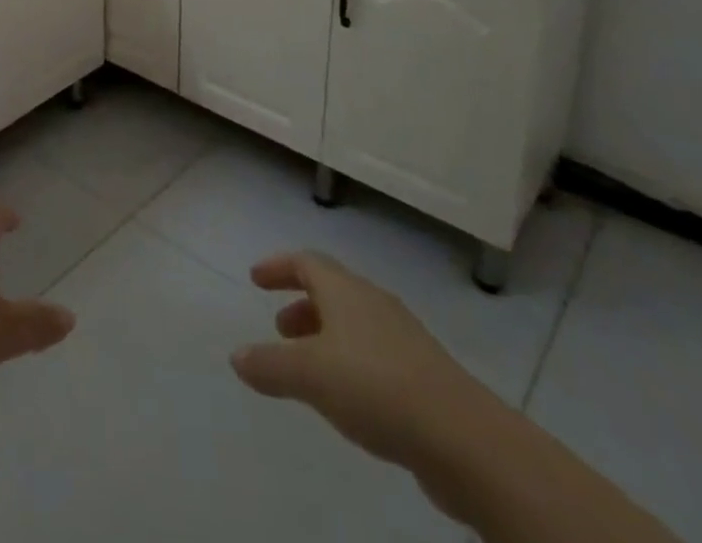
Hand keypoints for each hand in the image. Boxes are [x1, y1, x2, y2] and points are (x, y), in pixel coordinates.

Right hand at [230, 251, 487, 466]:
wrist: (464, 439)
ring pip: (353, 323)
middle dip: (301, 304)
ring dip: (325, 335)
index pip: (306, 261)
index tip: (255, 279)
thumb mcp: (310, 375)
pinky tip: (347, 397)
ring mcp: (402, 338)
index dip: (278, 267)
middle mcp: (373, 303)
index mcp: (345, 290)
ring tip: (308, 369)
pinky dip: (349, 361)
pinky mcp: (423, 374)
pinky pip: (374, 353)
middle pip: (331, 289)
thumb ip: (270, 364)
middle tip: (280, 328)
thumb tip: (237, 356)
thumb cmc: (376, 387)